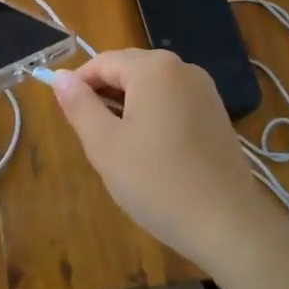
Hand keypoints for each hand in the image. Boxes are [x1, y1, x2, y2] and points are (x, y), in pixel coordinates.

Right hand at [48, 48, 271, 270]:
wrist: (228, 225)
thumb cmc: (158, 183)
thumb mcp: (105, 145)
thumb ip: (79, 105)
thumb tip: (60, 76)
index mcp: (154, 69)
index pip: (102, 63)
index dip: (79, 85)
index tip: (68, 117)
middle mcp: (182, 68)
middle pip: (129, 70)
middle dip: (105, 95)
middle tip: (92, 136)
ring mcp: (204, 90)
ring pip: (151, 87)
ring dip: (128, 106)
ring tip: (120, 147)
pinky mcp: (216, 113)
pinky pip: (173, 101)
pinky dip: (154, 115)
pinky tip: (151, 152)